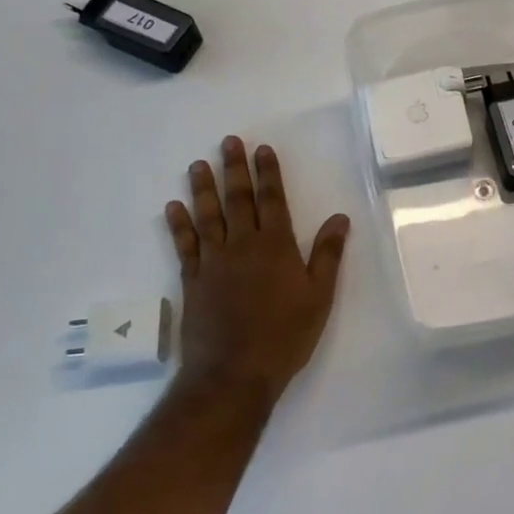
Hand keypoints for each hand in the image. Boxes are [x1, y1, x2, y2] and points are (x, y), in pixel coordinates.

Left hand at [163, 137, 350, 414]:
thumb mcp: (320, 296)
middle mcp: (243, 246)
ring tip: (199, 164)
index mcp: (277, 247)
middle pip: (239, 200)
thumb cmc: (286, 334)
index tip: (262, 149)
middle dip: (235, 169)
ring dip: (203, 188)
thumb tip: (340, 217)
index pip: (273, 200)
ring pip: (208, 216)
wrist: (235, 372)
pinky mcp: (193, 280)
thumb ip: (328, 254)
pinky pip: (185, 245)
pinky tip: (174, 207)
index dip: (269, 173)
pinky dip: (179, 225)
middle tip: (228, 142)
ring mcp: (214, 262)